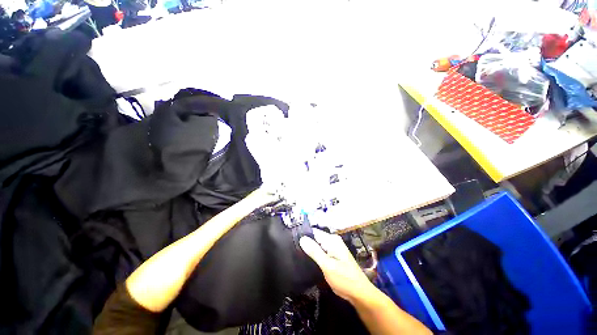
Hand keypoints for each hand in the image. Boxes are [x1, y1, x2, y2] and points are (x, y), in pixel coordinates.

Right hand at [300, 229, 375, 302]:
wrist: (359, 293)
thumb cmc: (344, 279)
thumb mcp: (327, 265)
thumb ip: (314, 251)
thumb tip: (302, 238)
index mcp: (332, 240)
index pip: (314, 232)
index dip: (304, 236)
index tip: (292, 241)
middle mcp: (332, 241)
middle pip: (315, 238)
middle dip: (306, 243)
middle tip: (294, 250)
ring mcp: (332, 248)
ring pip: (317, 246)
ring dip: (309, 250)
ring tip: (297, 254)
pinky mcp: (332, 256)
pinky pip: (320, 252)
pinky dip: (314, 255)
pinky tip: (306, 260)